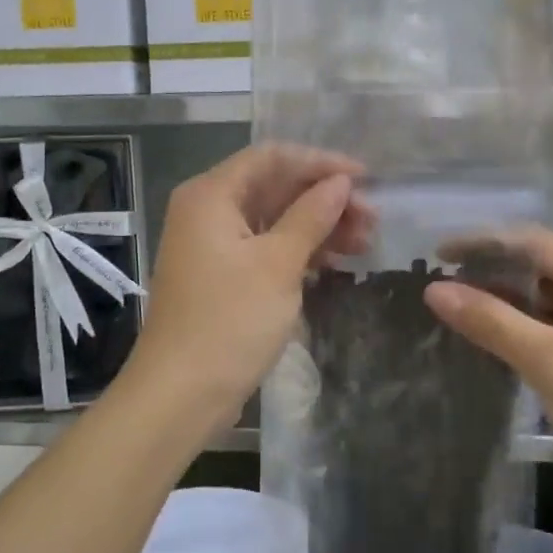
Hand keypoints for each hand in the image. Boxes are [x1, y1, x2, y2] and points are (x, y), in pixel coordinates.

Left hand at [128, 143, 370, 428]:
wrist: (181, 394)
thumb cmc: (229, 321)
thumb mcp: (278, 264)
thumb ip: (311, 216)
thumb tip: (340, 182)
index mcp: (211, 195)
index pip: (272, 157)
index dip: (321, 162)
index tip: (366, 178)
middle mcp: (207, 211)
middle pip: (274, 188)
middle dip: (324, 198)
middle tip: (371, 219)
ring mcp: (213, 246)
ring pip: (273, 220)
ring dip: (318, 226)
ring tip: (364, 242)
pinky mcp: (223, 277)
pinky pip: (266, 248)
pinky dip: (299, 251)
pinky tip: (335, 262)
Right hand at [424, 226, 552, 501]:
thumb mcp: (551, 363)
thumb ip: (492, 322)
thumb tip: (434, 290)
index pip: (533, 242)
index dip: (481, 242)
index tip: (435, 254)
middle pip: (538, 263)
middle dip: (488, 269)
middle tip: (438, 282)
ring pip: (541, 295)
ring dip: (500, 297)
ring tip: (451, 305)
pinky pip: (548, 323)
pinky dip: (516, 324)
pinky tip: (486, 334)